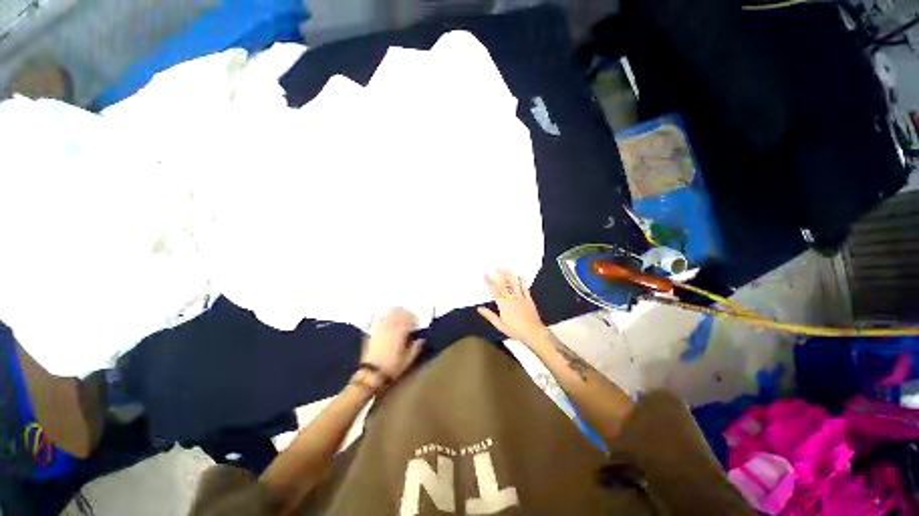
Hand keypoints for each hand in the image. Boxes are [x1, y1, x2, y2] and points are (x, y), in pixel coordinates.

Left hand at [361, 307, 423, 379]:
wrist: (372, 374)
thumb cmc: (392, 367)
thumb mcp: (408, 360)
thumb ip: (415, 348)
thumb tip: (421, 340)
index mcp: (400, 333)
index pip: (409, 321)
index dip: (414, 320)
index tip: (417, 322)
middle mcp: (390, 328)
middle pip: (399, 314)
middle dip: (405, 313)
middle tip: (409, 315)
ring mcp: (380, 329)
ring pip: (388, 315)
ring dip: (395, 312)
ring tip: (399, 312)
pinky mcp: (372, 332)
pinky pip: (378, 320)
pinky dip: (383, 317)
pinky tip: (385, 317)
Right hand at [477, 269, 546, 344]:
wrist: (533, 332)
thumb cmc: (515, 330)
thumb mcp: (499, 325)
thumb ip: (489, 315)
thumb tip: (479, 308)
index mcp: (503, 304)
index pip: (494, 291)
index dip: (489, 282)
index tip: (485, 275)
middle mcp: (511, 298)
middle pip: (504, 285)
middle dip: (499, 275)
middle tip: (496, 266)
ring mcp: (521, 298)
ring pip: (514, 285)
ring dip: (510, 275)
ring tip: (507, 267)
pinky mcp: (529, 300)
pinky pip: (525, 289)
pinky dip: (523, 283)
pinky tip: (521, 277)